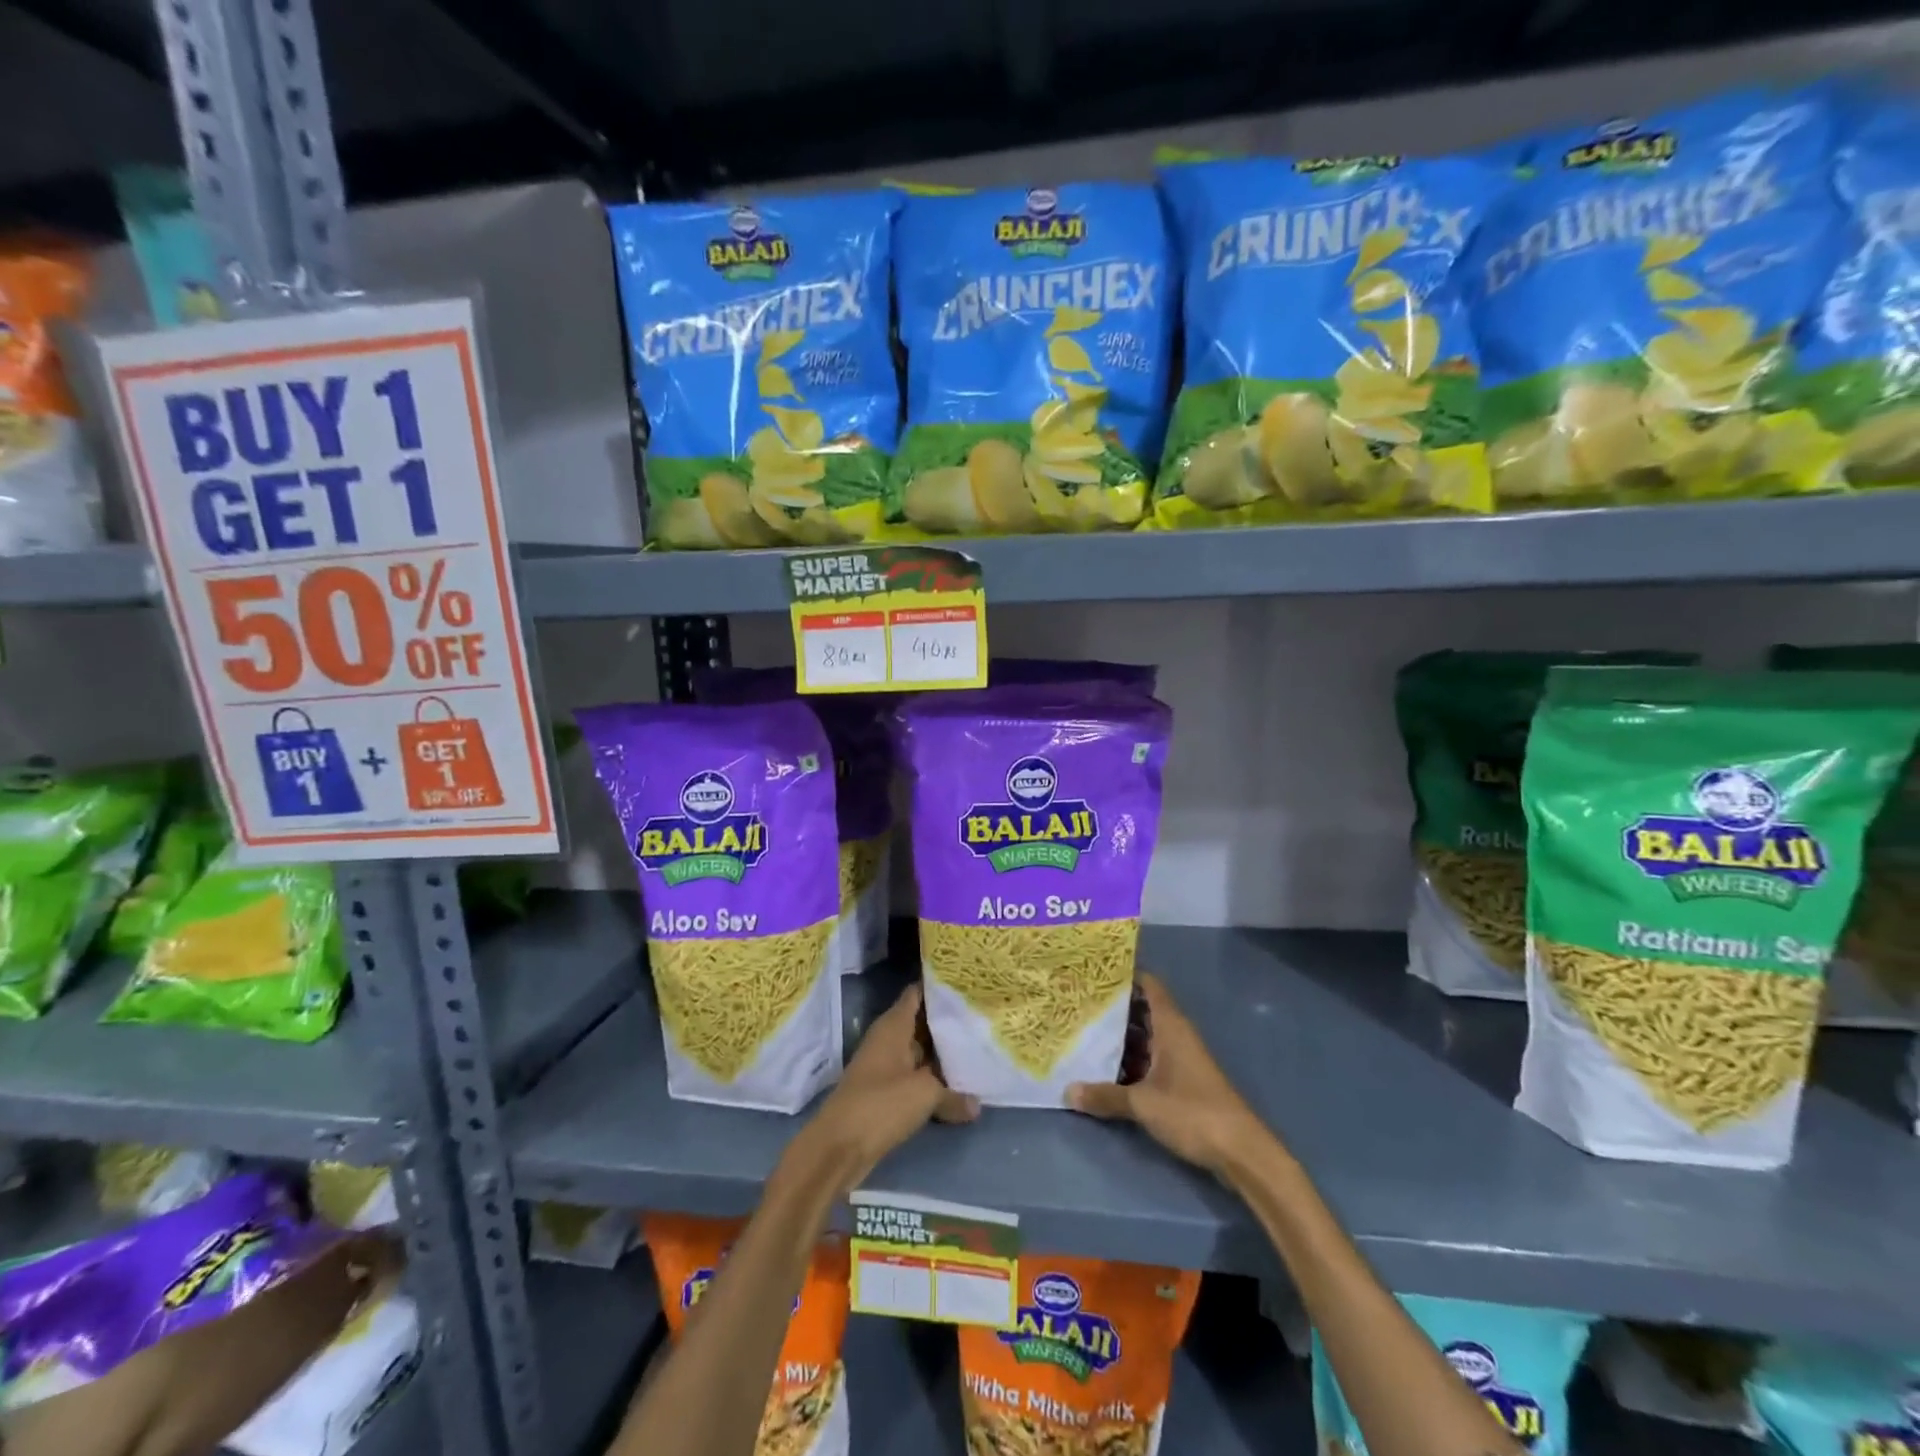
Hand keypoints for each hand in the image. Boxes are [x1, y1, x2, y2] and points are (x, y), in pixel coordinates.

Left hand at [794, 984, 978, 1194]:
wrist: (839, 1147)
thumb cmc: (881, 1104)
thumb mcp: (924, 1093)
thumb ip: (953, 1094)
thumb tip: (977, 1104)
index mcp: (893, 1026)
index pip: (917, 994)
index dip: (940, 987)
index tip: (968, 984)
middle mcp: (888, 1040)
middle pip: (922, 1023)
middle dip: (948, 1022)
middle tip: (982, 1017)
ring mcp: (885, 1067)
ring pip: (920, 1053)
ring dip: (943, 1054)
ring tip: (978, 1047)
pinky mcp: (885, 1093)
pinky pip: (916, 1078)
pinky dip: (934, 1080)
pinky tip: (960, 1085)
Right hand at [1067, 972, 1271, 1176]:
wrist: (1240, 1151)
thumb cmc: (1192, 1112)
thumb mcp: (1143, 1103)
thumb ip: (1105, 1095)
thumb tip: (1068, 1091)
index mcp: (1171, 1025)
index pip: (1148, 985)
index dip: (1124, 975)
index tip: (1094, 973)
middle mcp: (1176, 1035)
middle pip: (1143, 1010)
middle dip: (1113, 1008)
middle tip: (1078, 1004)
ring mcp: (1181, 1058)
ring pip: (1146, 1037)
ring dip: (1120, 1037)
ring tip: (1083, 1032)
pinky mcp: (1183, 1082)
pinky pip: (1151, 1060)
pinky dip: (1131, 1060)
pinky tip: (1106, 1069)